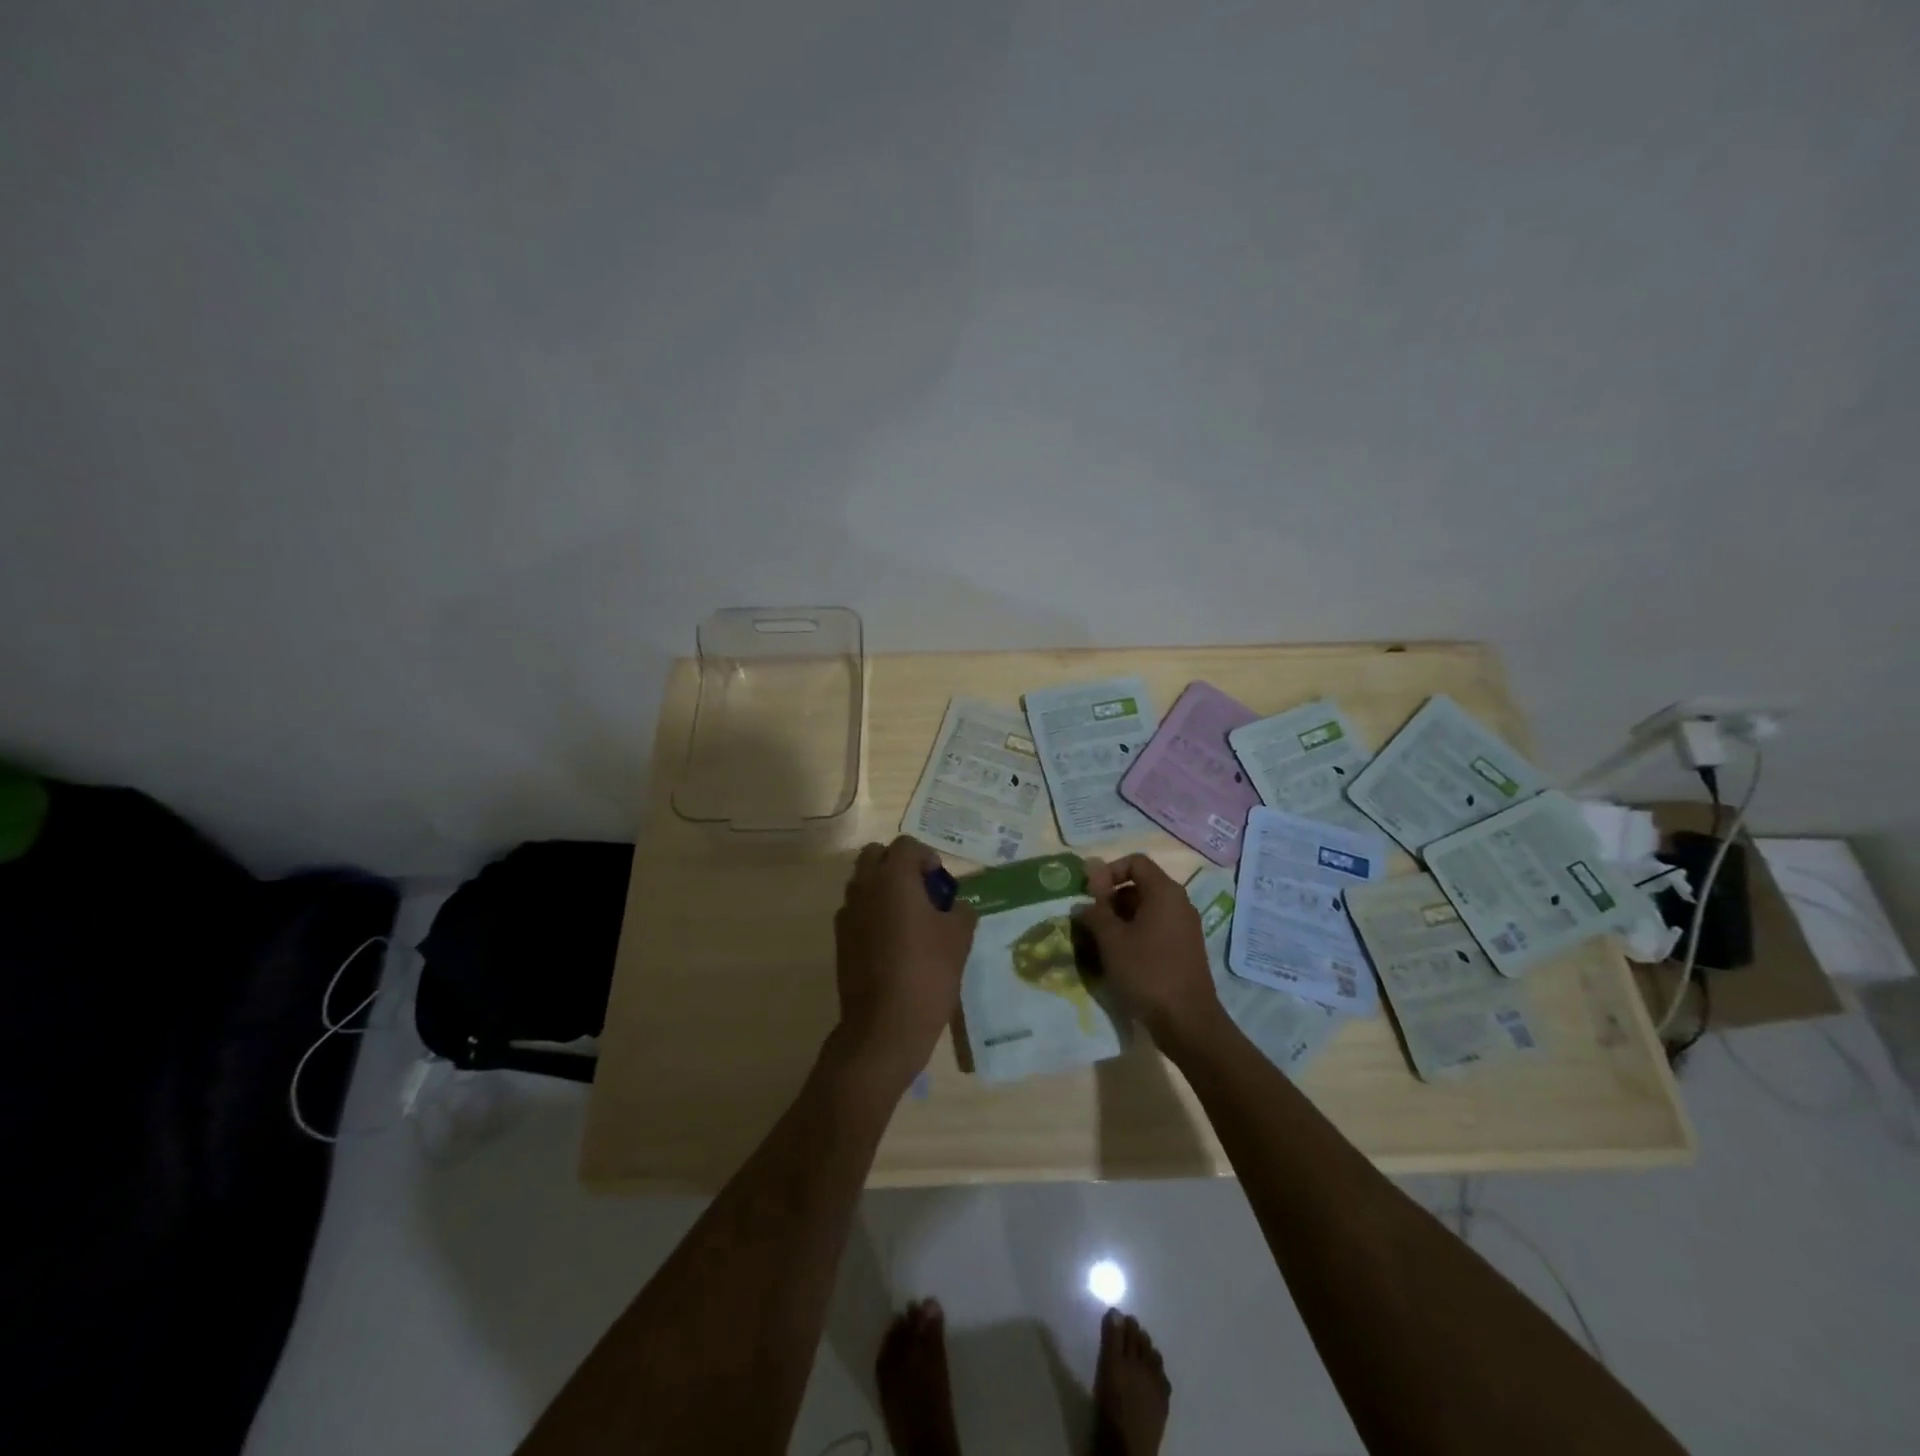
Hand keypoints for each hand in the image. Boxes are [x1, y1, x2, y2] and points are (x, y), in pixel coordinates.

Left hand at [829, 836, 977, 1095]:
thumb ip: (961, 910)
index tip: (941, 884)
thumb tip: (955, 906)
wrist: (884, 1026)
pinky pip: (857, 911)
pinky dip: (873, 914)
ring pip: (863, 882)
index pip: (907, 845)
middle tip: (922, 893)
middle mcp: (864, 887)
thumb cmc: (927, 973)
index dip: (927, 858)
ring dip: (884, 889)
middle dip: (898, 865)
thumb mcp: (959, 938)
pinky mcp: (841, 939)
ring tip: (910, 920)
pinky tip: (894, 944)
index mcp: (893, 878)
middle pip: (875, 855)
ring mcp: (847, 913)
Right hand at [1075, 854, 1225, 1053]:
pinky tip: (1119, 957)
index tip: (1091, 895)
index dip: (1109, 872)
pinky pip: (1156, 928)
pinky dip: (1135, 934)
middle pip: (1141, 885)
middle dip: (1112, 898)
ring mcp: (1185, 927)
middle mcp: (1179, 903)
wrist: (1187, 1021)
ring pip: (1147, 909)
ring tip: (1100, 941)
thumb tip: (1083, 901)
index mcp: (1165, 892)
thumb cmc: (1147, 972)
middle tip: (1091, 920)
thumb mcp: (1112, 940)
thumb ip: (1095, 912)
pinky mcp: (1185, 949)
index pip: (1135, 862)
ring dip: (1120, 918)